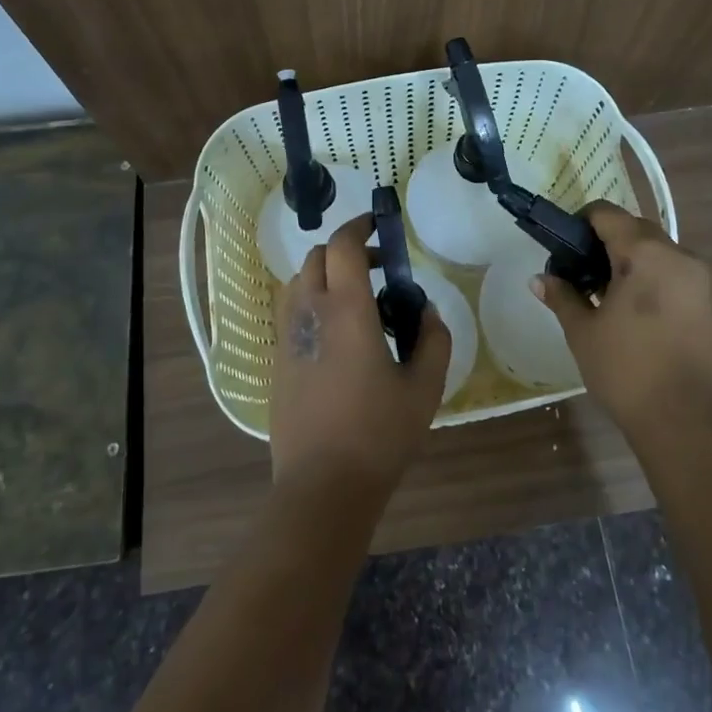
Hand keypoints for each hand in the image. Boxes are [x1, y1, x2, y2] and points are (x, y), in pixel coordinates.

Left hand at [269, 213, 450, 499]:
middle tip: (378, 269)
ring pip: (299, 282)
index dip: (360, 226)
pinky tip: (337, 334)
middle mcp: (310, 312)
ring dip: (326, 275)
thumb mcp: (424, 387)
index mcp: (346, 310)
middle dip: (346, 251)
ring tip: (356, 300)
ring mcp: (287, 336)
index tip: (380, 226)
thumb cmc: (379, 433)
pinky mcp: (277, 361)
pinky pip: (291, 311)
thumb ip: (434, 339)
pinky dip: (312, 302)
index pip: (344, 245)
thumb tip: (425, 309)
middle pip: (317, 257)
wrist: (322, 486)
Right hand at [533, 201, 711, 429]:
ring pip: (653, 249)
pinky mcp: (704, 300)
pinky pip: (668, 270)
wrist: (686, 419)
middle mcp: (676, 254)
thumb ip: (562, 296)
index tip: (561, 248)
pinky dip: (645, 275)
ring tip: (599, 293)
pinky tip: (625, 307)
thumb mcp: (583, 331)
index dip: (579, 223)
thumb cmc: (627, 369)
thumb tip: (540, 279)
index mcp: (645, 252)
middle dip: (602, 241)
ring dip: (625, 259)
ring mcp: (695, 277)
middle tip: (577, 272)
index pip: (606, 214)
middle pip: (632, 228)